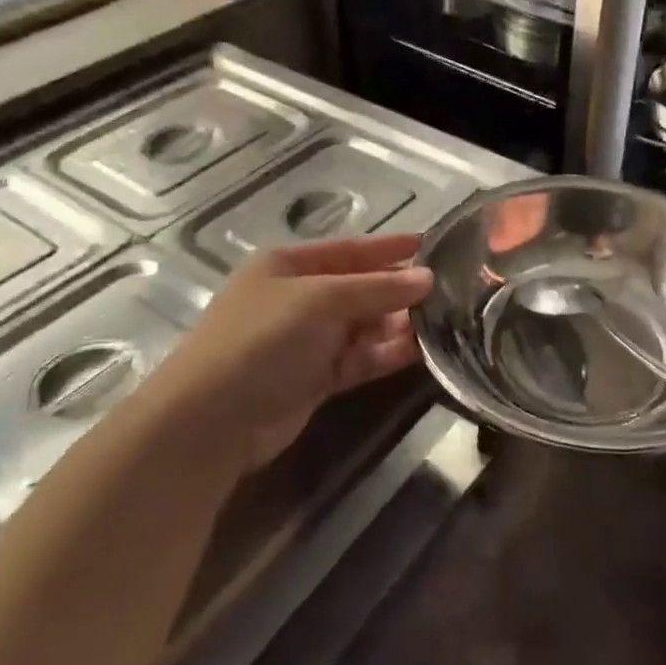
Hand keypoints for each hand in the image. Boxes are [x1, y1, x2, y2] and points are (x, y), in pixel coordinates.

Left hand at [131, 235, 432, 474]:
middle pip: (361, 288)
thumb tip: (427, 277)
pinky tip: (420, 351)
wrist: (213, 420)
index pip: (351, 249)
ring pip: (365, 325)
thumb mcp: (320, 301)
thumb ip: (377, 288)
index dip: (391, 247)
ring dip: (399, 324)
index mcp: (289, 265)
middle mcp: (300, 298)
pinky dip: (386, 354)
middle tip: (452, 292)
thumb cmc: (263, 340)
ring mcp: (307, 340)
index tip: (434, 245)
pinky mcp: (317, 377)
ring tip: (444, 323)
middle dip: (401, 290)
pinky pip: (361, 357)